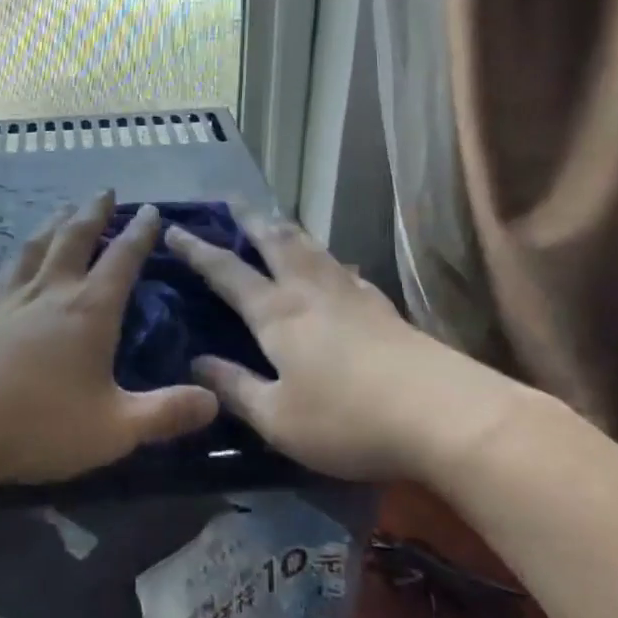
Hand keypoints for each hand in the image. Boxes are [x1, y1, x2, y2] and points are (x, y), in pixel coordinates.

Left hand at [0, 191, 218, 495]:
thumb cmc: (36, 425)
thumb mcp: (113, 429)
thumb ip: (165, 414)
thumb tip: (215, 399)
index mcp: (88, 310)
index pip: (122, 259)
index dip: (140, 233)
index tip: (151, 210)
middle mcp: (50, 291)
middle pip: (75, 237)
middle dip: (94, 212)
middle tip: (105, 191)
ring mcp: (9, 299)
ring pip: (37, 245)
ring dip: (54, 222)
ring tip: (63, 209)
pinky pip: (6, 269)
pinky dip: (19, 253)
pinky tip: (15, 259)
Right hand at [167, 206, 508, 482]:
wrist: (443, 414)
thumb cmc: (347, 419)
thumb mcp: (277, 417)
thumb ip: (234, 388)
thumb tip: (196, 363)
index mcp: (276, 313)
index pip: (226, 271)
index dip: (197, 250)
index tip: (174, 228)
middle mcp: (309, 290)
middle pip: (273, 240)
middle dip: (247, 218)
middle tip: (230, 199)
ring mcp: (349, 293)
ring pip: (310, 246)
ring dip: (284, 228)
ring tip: (273, 219)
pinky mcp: (381, 305)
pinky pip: (341, 267)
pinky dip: (323, 256)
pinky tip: (332, 265)